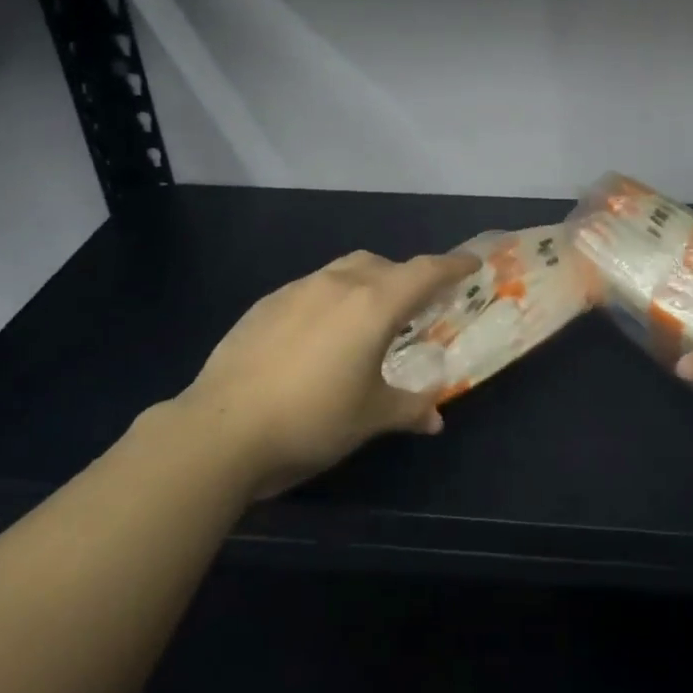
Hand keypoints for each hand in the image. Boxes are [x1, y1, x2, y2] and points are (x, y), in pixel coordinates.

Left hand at [167, 249, 480, 497]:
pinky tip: (318, 337)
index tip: (470, 264)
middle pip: (383, 266)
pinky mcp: (265, 304)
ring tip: (366, 320)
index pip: (424, 272)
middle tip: (415, 307)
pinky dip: (329, 300)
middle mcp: (337, 285)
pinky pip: (310, 289)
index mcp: (373, 305)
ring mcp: (296, 290)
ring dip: (365, 285)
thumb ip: (409, 409)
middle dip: (406, 278)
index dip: (452, 266)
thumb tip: (435, 418)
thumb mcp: (370, 418)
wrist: (222, 429)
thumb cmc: (312, 420)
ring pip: (344, 271)